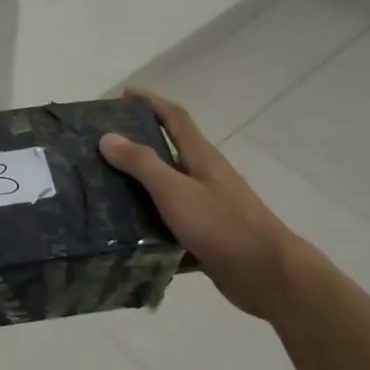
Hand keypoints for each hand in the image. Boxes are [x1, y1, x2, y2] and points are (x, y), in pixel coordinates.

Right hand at [98, 88, 301, 321]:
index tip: (124, 94)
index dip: (151, 103)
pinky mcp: (206, 239)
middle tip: (101, 150)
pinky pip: (171, 230)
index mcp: (201, 158)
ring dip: (139, 193)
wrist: (268, 275)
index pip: (174, 119)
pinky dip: (151, 233)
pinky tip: (126, 243)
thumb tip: (108, 136)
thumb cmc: (222, 225)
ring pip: (167, 194)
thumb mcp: (176, 191)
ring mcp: (207, 209)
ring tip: (102, 195)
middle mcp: (204, 178)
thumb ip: (142, 164)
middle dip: (137, 147)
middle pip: (168, 154)